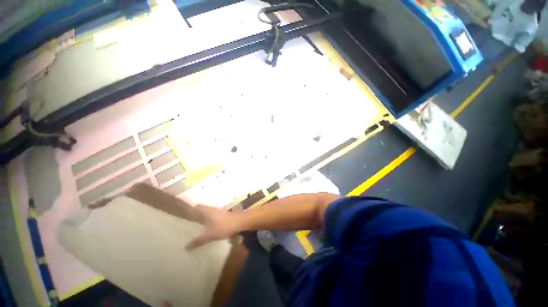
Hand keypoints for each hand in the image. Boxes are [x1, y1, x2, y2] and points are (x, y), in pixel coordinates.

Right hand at [186, 205, 239, 249]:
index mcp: (207, 211)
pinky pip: (215, 216)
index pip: (197, 207)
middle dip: (197, 214)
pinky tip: (210, 227)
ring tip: (198, 225)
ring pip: (209, 213)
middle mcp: (213, 209)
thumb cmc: (223, 226)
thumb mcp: (210, 235)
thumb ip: (199, 241)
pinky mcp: (225, 214)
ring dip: (204, 217)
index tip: (185, 213)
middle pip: (203, 209)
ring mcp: (220, 211)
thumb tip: (186, 247)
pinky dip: (211, 220)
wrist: (240, 222)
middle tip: (190, 221)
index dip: (191, 209)